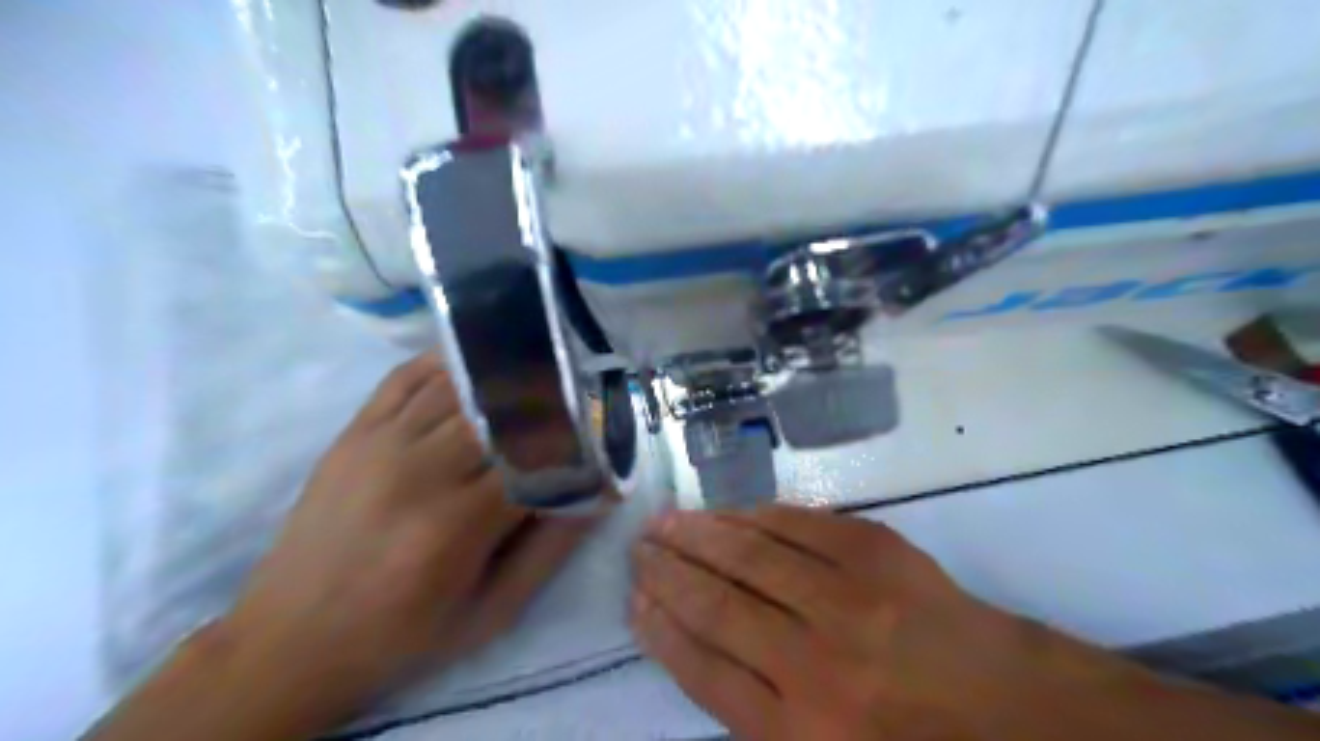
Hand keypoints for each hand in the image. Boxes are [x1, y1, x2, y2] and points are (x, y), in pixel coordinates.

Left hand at [204, 355, 600, 735]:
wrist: (289, 640)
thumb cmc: (402, 635)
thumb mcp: (491, 612)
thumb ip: (552, 549)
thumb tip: (602, 494)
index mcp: (457, 525)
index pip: (539, 458)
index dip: (579, 443)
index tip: (604, 436)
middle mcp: (419, 471)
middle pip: (503, 410)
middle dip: (549, 399)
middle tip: (578, 397)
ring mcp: (380, 443)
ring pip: (460, 384)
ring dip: (506, 374)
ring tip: (539, 370)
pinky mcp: (355, 432)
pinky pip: (407, 376)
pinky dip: (448, 361)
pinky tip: (477, 361)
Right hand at [628, 508, 1157, 737]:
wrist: (1016, 709)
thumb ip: (761, 717)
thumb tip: (699, 651)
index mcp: (803, 734)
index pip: (704, 669)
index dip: (661, 630)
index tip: (634, 600)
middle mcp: (815, 663)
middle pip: (718, 605)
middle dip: (668, 573)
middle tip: (639, 549)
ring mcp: (848, 598)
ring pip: (750, 557)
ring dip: (699, 536)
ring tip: (664, 523)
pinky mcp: (876, 552)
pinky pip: (796, 525)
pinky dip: (753, 516)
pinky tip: (726, 513)